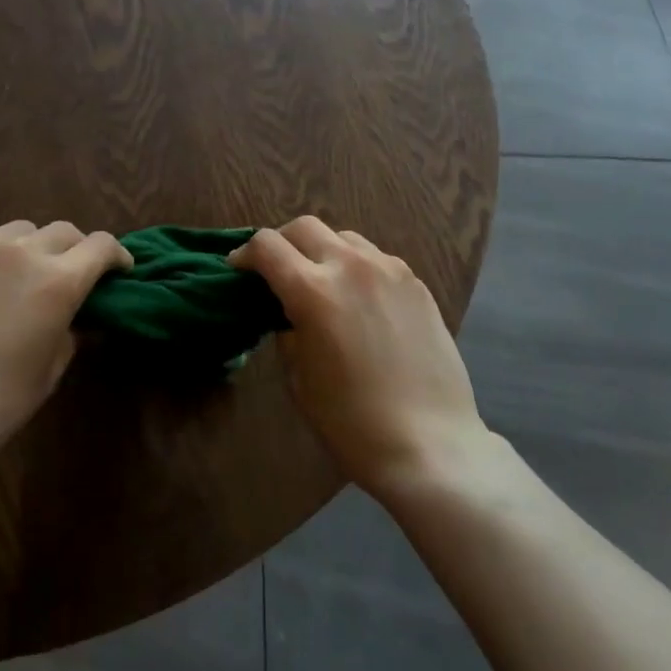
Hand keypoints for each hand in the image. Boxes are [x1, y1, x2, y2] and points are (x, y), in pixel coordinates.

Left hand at [0, 220, 132, 457]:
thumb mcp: (50, 370)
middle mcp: (20, 252)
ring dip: (32, 246)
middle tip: (73, 274)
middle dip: (77, 248)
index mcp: (57, 279)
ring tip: (23, 274)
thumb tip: (76, 318)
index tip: (119, 271)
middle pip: (63, 230)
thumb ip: (71, 332)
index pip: (101, 245)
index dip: (117, 255)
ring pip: (18, 231)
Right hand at [231, 217, 488, 498]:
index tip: (239, 270)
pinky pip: (376, 258)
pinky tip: (360, 299)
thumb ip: (287, 331)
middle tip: (277, 271)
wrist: (431, 444)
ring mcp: (389, 270)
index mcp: (313, 290)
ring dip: (323, 250)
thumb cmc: (352, 423)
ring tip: (322, 282)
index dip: (245, 254)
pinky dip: (357, 267)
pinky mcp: (416, 283)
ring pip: (344, 236)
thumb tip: (288, 312)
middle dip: (282, 243)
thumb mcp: (299, 378)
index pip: (267, 245)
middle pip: (305, 227)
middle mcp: (350, 266)